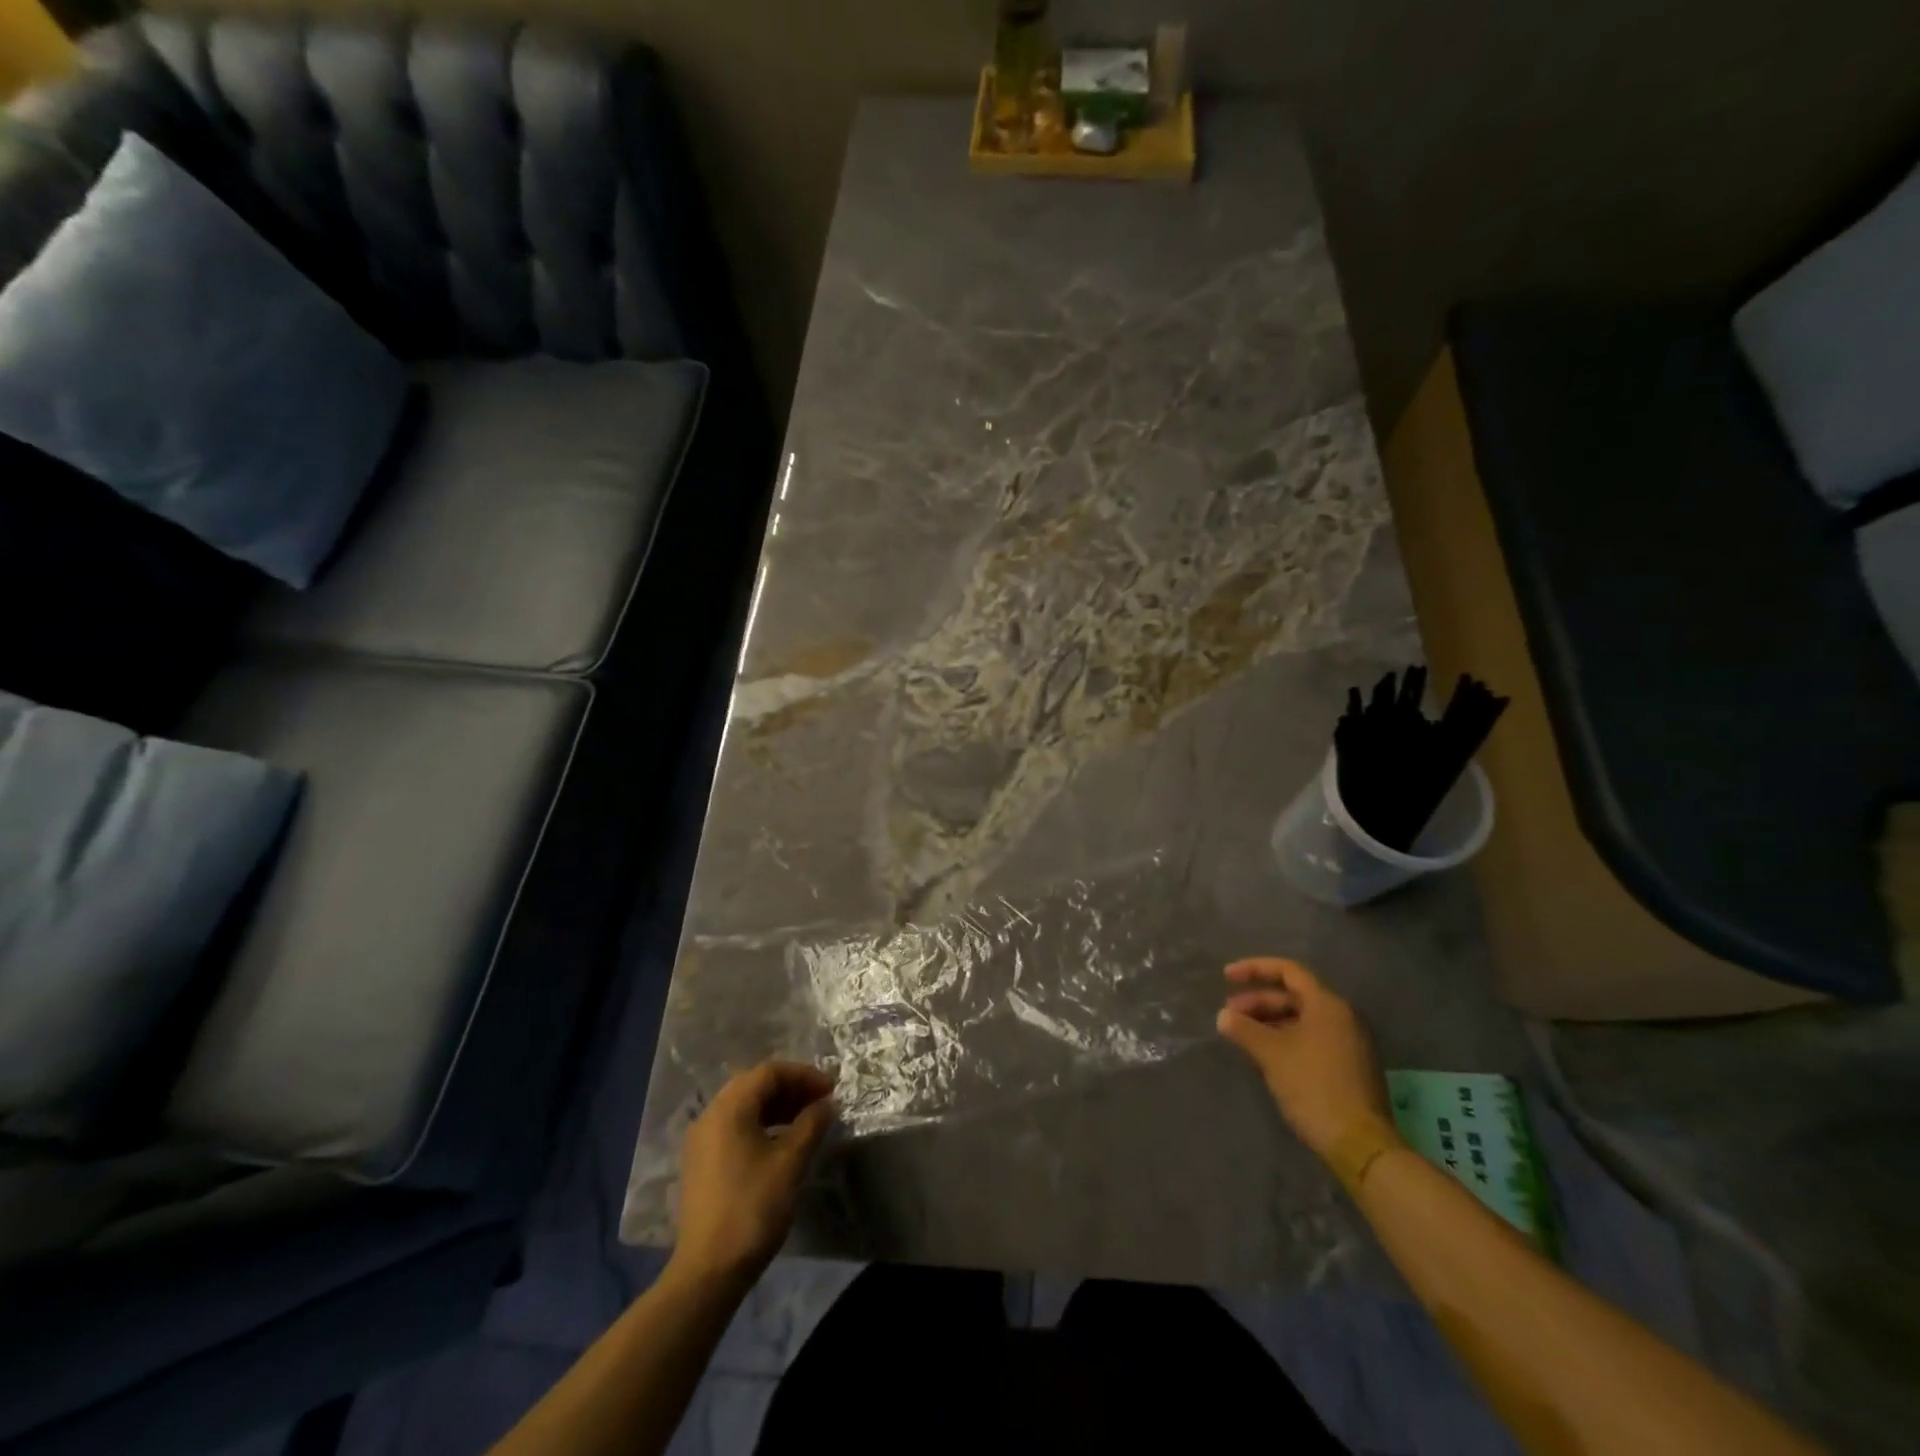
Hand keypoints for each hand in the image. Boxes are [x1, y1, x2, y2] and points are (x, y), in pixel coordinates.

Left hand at [672, 1062, 835, 1288]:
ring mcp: (702, 1140)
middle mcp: (710, 1115)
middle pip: (754, 1085)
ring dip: (777, 1106)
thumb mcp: (791, 1162)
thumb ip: (811, 1124)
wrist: (708, 1270)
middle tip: (820, 1102)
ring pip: (744, 1106)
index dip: (804, 1075)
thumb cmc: (753, 1207)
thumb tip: (827, 1104)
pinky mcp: (701, 1163)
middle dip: (791, 1088)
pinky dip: (761, 1124)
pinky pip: (735, 1127)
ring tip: (806, 1121)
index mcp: (729, 1108)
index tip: (830, 1090)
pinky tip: (782, 1143)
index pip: (770, 1072)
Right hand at [1216, 958, 1391, 1158]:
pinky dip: (1284, 1039)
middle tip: (1229, 1014)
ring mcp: (1348, 1043)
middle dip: (1258, 1001)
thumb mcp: (1271, 1054)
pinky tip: (1264, 1055)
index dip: (1255, 969)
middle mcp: (1342, 1017)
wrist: (1359, 1144)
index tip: (1227, 977)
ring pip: (1301, 1019)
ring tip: (1242, 1036)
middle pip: (1294, 996)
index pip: (1288, 971)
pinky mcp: (1348, 1066)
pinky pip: (1310, 1039)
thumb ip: (1244, 1029)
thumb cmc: (1313, 1087)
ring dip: (1269, 1022)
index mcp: (1327, 1005)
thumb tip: (1223, 1016)